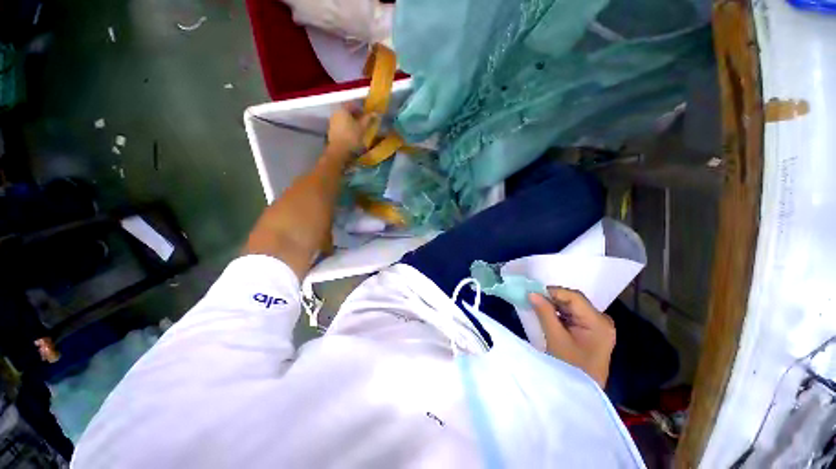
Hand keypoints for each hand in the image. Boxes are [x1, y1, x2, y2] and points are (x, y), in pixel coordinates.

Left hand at [326, 106, 376, 155]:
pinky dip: (346, 127)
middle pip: (347, 111)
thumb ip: (368, 119)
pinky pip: (341, 125)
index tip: (366, 116)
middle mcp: (336, 113)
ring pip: (344, 118)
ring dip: (351, 122)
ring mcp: (332, 121)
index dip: (361, 109)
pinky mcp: (331, 130)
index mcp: (343, 109)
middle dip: (356, 116)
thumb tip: (375, 113)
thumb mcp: (362, 127)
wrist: (339, 151)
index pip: (352, 104)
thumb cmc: (352, 137)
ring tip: (359, 129)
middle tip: (364, 122)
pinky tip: (352, 134)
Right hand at [529, 287, 615, 387]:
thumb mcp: (555, 338)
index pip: (574, 297)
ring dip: (554, 305)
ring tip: (537, 306)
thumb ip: (544, 312)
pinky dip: (559, 313)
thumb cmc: (570, 366)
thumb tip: (532, 293)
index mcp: (598, 322)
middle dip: (552, 299)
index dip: (552, 292)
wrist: (582, 392)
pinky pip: (573, 315)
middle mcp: (602, 320)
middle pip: (574, 300)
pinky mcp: (592, 330)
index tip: (532, 292)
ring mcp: (598, 325)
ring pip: (572, 306)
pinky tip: (547, 315)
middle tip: (532, 299)